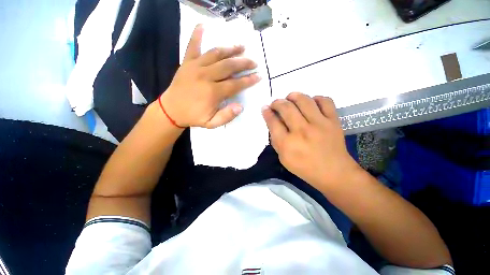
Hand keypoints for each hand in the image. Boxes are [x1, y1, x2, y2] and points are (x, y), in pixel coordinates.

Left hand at [160, 24, 260, 128]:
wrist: (171, 110)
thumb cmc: (193, 117)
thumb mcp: (211, 123)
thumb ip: (226, 116)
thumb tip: (240, 106)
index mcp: (213, 92)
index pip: (235, 84)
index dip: (248, 80)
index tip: (258, 76)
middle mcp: (206, 76)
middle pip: (229, 66)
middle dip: (244, 63)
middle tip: (254, 62)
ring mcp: (195, 67)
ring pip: (216, 54)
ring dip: (230, 49)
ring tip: (241, 46)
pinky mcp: (186, 63)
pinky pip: (193, 46)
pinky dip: (197, 35)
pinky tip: (203, 25)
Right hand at [262, 92, 360, 189]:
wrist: (334, 172)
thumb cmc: (305, 168)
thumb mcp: (283, 158)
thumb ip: (276, 140)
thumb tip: (273, 123)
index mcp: (287, 143)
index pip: (273, 122)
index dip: (267, 112)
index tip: (265, 107)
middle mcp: (302, 131)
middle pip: (286, 108)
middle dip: (277, 102)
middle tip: (275, 103)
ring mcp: (319, 124)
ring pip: (304, 100)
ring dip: (293, 96)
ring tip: (290, 98)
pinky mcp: (333, 121)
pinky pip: (325, 101)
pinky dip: (316, 98)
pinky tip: (311, 103)